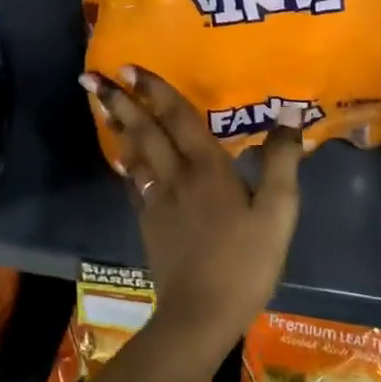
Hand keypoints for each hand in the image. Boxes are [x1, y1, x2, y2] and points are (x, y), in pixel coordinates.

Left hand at [81, 66, 301, 354]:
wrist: (201, 313)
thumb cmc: (245, 261)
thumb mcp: (278, 212)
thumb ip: (281, 162)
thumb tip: (288, 113)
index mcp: (206, 167)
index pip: (177, 117)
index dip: (155, 90)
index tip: (130, 68)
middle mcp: (175, 174)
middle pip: (144, 130)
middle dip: (120, 100)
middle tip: (92, 77)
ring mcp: (157, 199)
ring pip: (133, 152)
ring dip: (117, 125)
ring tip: (101, 104)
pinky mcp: (149, 221)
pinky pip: (134, 181)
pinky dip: (126, 162)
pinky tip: (121, 158)